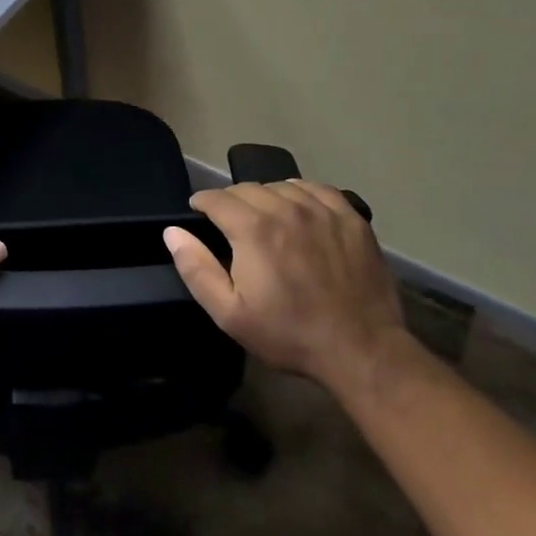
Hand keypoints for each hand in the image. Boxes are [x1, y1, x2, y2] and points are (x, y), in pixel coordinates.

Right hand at [164, 180, 406, 397]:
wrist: (362, 350)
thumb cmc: (289, 334)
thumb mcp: (230, 313)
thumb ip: (196, 269)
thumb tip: (173, 232)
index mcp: (253, 228)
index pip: (215, 197)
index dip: (202, 204)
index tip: (199, 215)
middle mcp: (285, 207)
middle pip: (246, 188)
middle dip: (231, 201)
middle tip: (231, 226)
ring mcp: (322, 209)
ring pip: (280, 186)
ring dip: (265, 197)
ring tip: (265, 220)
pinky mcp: (350, 216)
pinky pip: (316, 189)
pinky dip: (300, 194)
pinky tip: (299, 212)